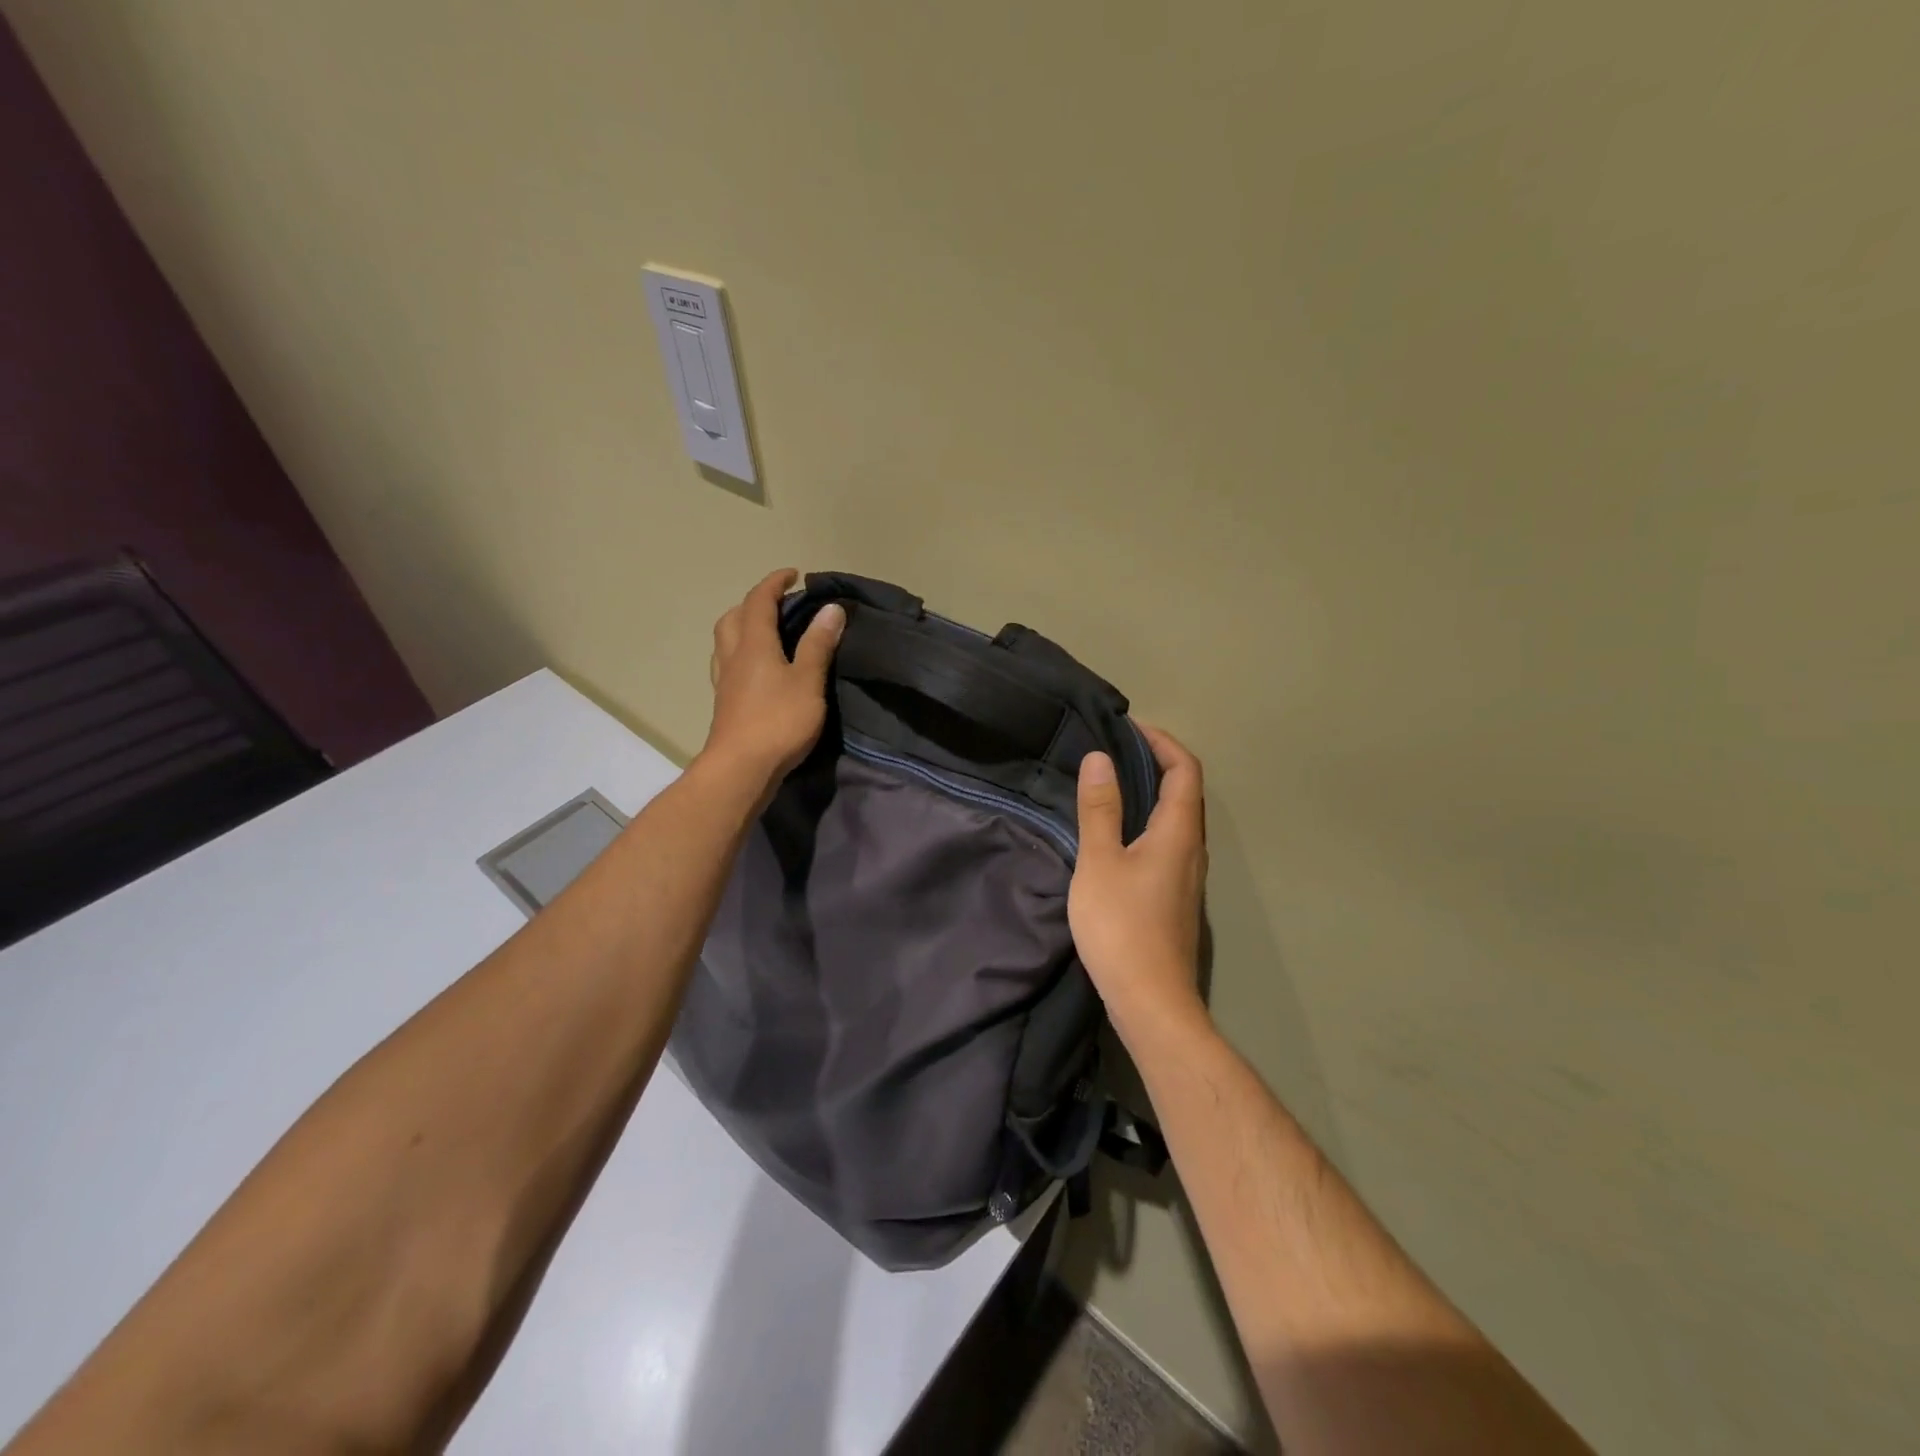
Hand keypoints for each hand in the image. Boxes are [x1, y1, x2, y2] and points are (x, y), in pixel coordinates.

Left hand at [700, 569, 844, 790]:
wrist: (741, 768)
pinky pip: (728, 665)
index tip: (793, 574)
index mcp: (754, 644)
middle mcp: (733, 656)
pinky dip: (742, 655)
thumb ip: (818, 644)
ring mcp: (725, 682)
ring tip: (767, 633)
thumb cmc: (778, 721)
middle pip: (733, 618)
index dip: (775, 583)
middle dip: (753, 603)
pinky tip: (757, 670)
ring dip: (742, 627)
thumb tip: (831, 609)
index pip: (759, 601)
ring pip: (726, 642)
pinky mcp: (725, 704)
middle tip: (778, 605)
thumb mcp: (808, 680)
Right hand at [1069, 726, 1209, 1041]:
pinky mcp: (1174, 897)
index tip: (1127, 727)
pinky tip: (1113, 833)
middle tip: (1111, 750)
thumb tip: (1101, 758)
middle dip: (1153, 762)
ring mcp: (1186, 875)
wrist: (1150, 1000)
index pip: (1184, 769)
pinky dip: (1144, 821)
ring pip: (1175, 819)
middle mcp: (1192, 848)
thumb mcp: (1099, 861)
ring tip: (1108, 783)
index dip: (1161, 741)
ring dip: (1149, 793)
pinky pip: (1165, 842)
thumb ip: (1100, 808)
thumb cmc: (1122, 926)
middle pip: (1184, 791)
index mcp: (1179, 832)